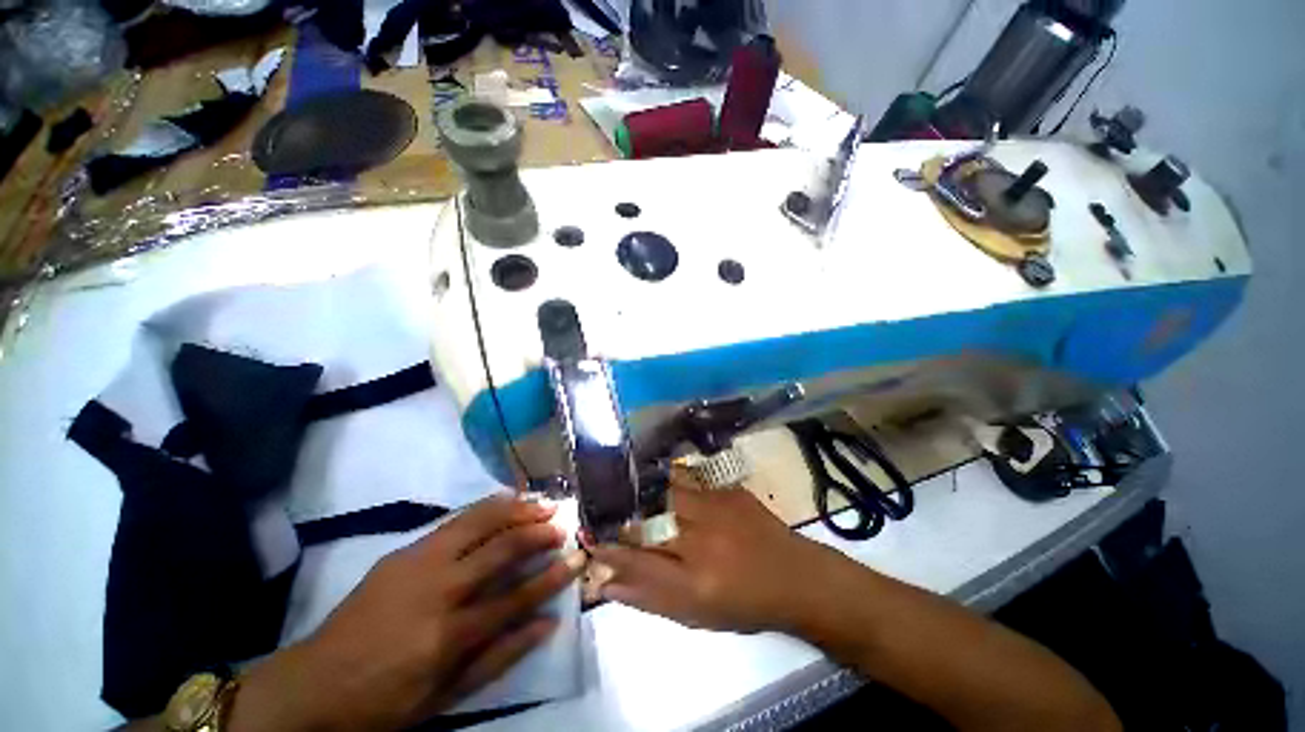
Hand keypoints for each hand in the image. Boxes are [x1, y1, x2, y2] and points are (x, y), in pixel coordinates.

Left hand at [229, 494, 583, 731]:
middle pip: (500, 547)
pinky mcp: (403, 551)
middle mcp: (438, 588)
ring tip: (540, 503)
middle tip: (561, 524)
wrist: (312, 685)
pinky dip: (486, 507)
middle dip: (537, 532)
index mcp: (448, 633)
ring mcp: (418, 563)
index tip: (577, 558)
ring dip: (515, 509)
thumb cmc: (384, 701)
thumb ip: (500, 657)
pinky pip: (455, 520)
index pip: (516, 596)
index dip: (552, 576)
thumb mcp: (444, 698)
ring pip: (478, 521)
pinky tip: (504, 501)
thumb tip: (548, 622)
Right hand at [590, 478, 846, 633]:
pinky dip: (670, 481)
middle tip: (604, 508)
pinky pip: (690, 480)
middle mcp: (703, 541)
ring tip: (626, 486)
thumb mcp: (698, 614)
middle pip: (649, 521)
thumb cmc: (746, 604)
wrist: (796, 576)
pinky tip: (661, 479)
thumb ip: (651, 597)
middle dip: (621, 515)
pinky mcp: (730, 491)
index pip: (637, 562)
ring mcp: (718, 510)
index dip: (609, 550)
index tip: (589, 540)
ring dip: (644, 492)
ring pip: (667, 493)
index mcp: (694, 581)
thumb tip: (608, 583)